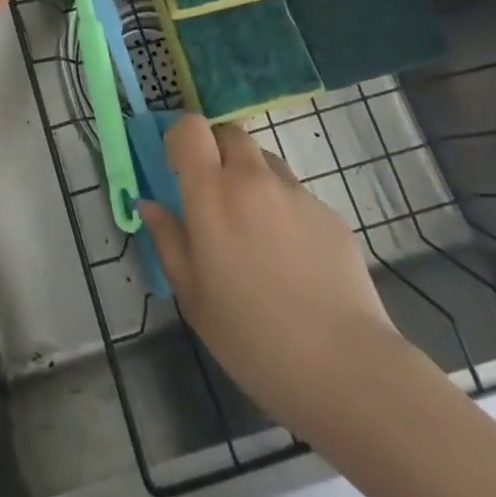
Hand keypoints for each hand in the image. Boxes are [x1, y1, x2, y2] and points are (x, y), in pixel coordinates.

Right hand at [141, 115, 398, 433]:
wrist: (345, 369)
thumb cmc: (253, 338)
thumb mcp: (193, 296)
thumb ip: (167, 240)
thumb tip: (149, 204)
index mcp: (212, 193)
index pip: (191, 128)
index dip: (181, 140)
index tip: (178, 170)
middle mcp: (253, 179)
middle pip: (229, 134)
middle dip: (217, 153)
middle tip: (215, 197)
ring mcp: (296, 193)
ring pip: (265, 161)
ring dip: (252, 178)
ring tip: (256, 231)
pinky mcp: (330, 213)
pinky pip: (296, 195)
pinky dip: (285, 210)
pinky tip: (293, 259)